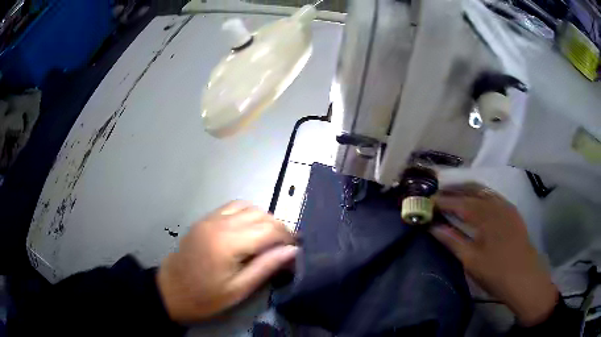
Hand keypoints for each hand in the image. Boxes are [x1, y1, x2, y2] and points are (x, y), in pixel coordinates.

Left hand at [156, 201, 297, 322]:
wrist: (171, 291)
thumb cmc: (205, 297)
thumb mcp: (238, 289)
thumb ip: (266, 267)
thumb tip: (292, 251)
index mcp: (228, 243)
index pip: (268, 229)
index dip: (287, 236)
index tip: (296, 248)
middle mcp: (220, 223)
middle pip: (260, 215)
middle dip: (279, 227)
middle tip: (286, 246)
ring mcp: (210, 218)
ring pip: (247, 206)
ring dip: (264, 219)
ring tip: (270, 238)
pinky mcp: (204, 220)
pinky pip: (232, 207)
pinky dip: (247, 213)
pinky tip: (250, 229)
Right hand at [430, 183, 558, 326]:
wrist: (524, 277)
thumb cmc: (495, 271)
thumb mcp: (470, 260)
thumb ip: (452, 240)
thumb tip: (433, 227)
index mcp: (484, 215)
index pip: (458, 202)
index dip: (442, 201)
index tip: (427, 201)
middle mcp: (495, 203)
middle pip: (472, 189)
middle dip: (454, 189)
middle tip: (438, 193)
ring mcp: (506, 206)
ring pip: (484, 190)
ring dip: (468, 189)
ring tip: (455, 194)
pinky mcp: (512, 211)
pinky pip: (494, 196)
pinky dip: (481, 194)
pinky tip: (477, 201)